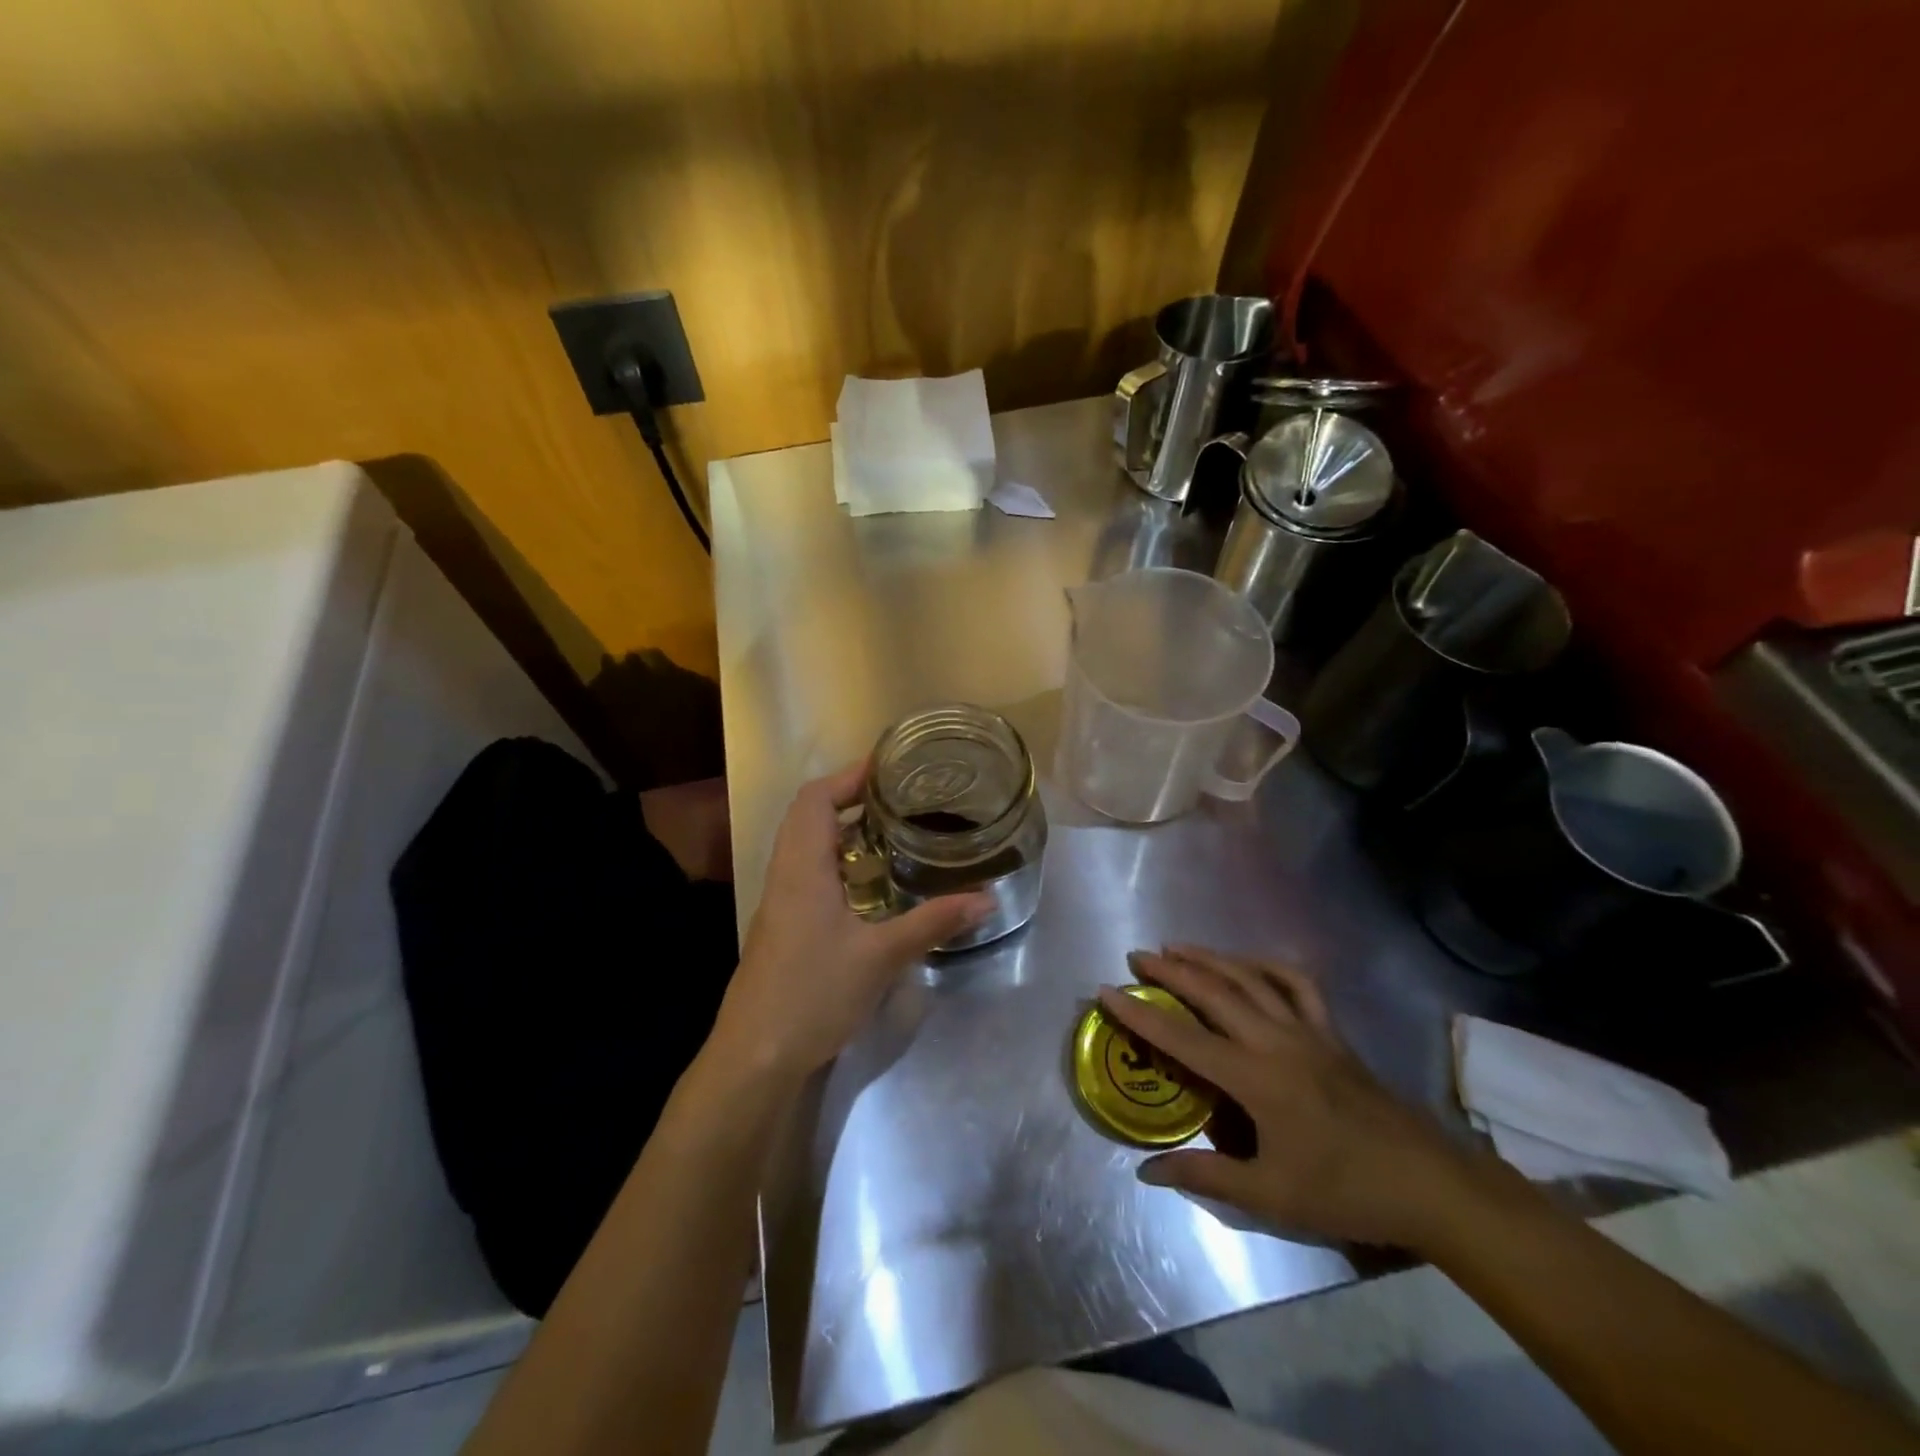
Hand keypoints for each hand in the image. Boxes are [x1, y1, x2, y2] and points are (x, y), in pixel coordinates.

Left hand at [709, 763, 993, 1082]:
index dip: (849, 776)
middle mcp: (785, 874)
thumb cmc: (814, 993)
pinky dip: (837, 860)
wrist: (756, 1055)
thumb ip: (932, 922)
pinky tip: (869, 884)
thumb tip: (986, 899)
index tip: (888, 767)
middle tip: (898, 797)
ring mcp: (780, 901)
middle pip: (808, 815)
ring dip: (842, 829)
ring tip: (889, 831)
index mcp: (802, 867)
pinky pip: (807, 872)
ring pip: (805, 845)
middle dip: (850, 797)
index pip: (816, 799)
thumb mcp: (881, 956)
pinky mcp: (783, 925)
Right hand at [1100, 947, 1482, 1250]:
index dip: (1141, 1015)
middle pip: (1214, 992)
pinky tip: (1248, 963)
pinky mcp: (1332, 1031)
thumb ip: (1206, 1175)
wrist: (1428, 1183)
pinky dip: (1268, 965)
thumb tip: (1147, 1171)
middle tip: (1137, 957)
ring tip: (1177, 947)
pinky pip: (1297, 984)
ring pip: (1251, 978)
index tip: (1107, 991)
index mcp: (1256, 1079)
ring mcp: (1308, 1030)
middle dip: (1171, 971)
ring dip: (1210, 958)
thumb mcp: (1271, 1195)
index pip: (1184, 1039)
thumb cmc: (1345, 1191)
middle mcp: (1276, 1041)